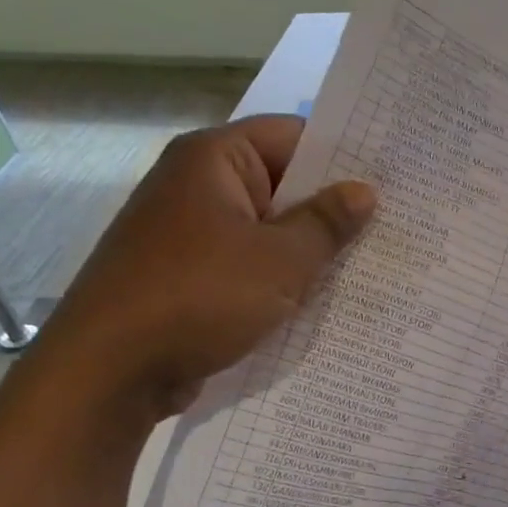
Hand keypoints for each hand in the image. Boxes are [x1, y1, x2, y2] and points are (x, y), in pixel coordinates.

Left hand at [34, 116, 374, 419]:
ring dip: (311, 248)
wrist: (111, 371)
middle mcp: (199, 186)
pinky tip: (327, 298)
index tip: (393, 177)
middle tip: (396, 224)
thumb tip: (365, 192)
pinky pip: (251, 264)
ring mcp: (192, 233)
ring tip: (374, 262)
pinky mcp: (192, 276)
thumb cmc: (199, 297)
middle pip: (282, 183)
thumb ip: (326, 224)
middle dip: (333, 207)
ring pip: (269, 229)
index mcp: (214, 160)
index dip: (344, 154)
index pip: (293, 135)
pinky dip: (283, 277)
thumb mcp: (279, 260)